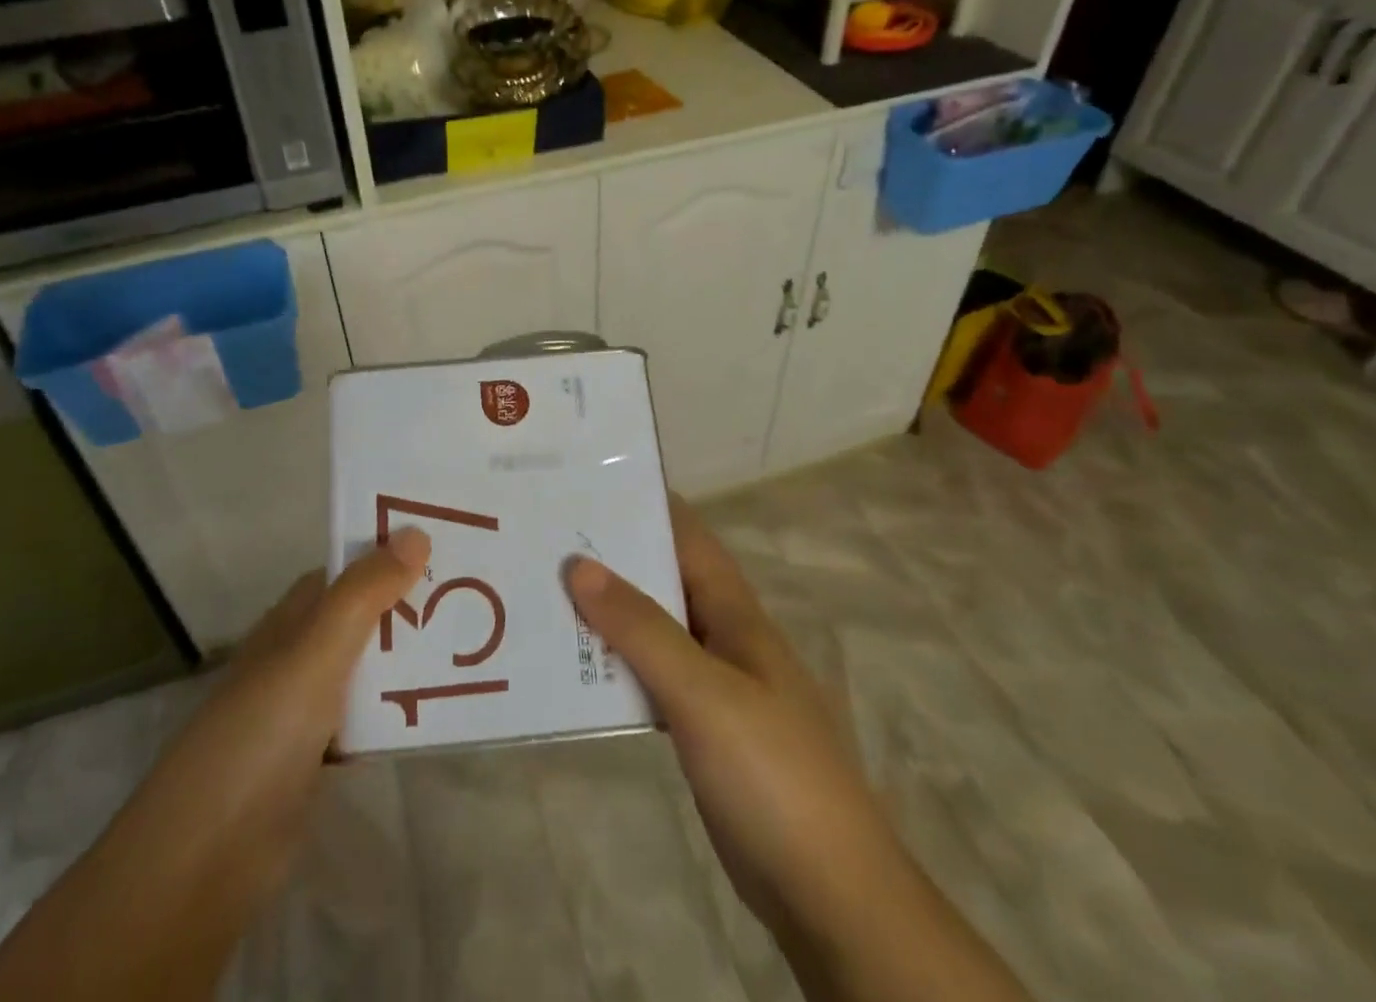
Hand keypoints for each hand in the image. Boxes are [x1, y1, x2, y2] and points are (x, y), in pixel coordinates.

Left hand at [0, 527, 430, 1001]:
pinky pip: (370, 715)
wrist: (205, 857)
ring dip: (412, 657)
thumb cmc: (262, 732)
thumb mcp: (317, 651)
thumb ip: (365, 593)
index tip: (450, 545)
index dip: (394, 553)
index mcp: (295, 619)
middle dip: (413, 605)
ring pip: (371, 667)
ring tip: (476, 642)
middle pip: (366, 616)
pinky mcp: (319, 755)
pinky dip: (401, 707)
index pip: (350, 570)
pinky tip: (443, 706)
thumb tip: (416, 532)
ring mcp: (307, 706)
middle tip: (480, 594)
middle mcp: (300, 653)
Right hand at [567, 499, 1029, 1001]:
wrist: (829, 893)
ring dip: (609, 612)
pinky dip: (616, 665)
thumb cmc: (772, 773)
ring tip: (546, 592)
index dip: (647, 506)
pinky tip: (575, 667)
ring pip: (654, 630)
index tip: (589, 483)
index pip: (688, 538)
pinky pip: (651, 679)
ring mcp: (716, 687)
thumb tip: (580, 565)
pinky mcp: (702, 730)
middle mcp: (725, 638)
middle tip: (546, 537)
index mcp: (736, 614)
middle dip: (614, 557)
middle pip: (664, 581)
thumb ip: (642, 629)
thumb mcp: (703, 693)